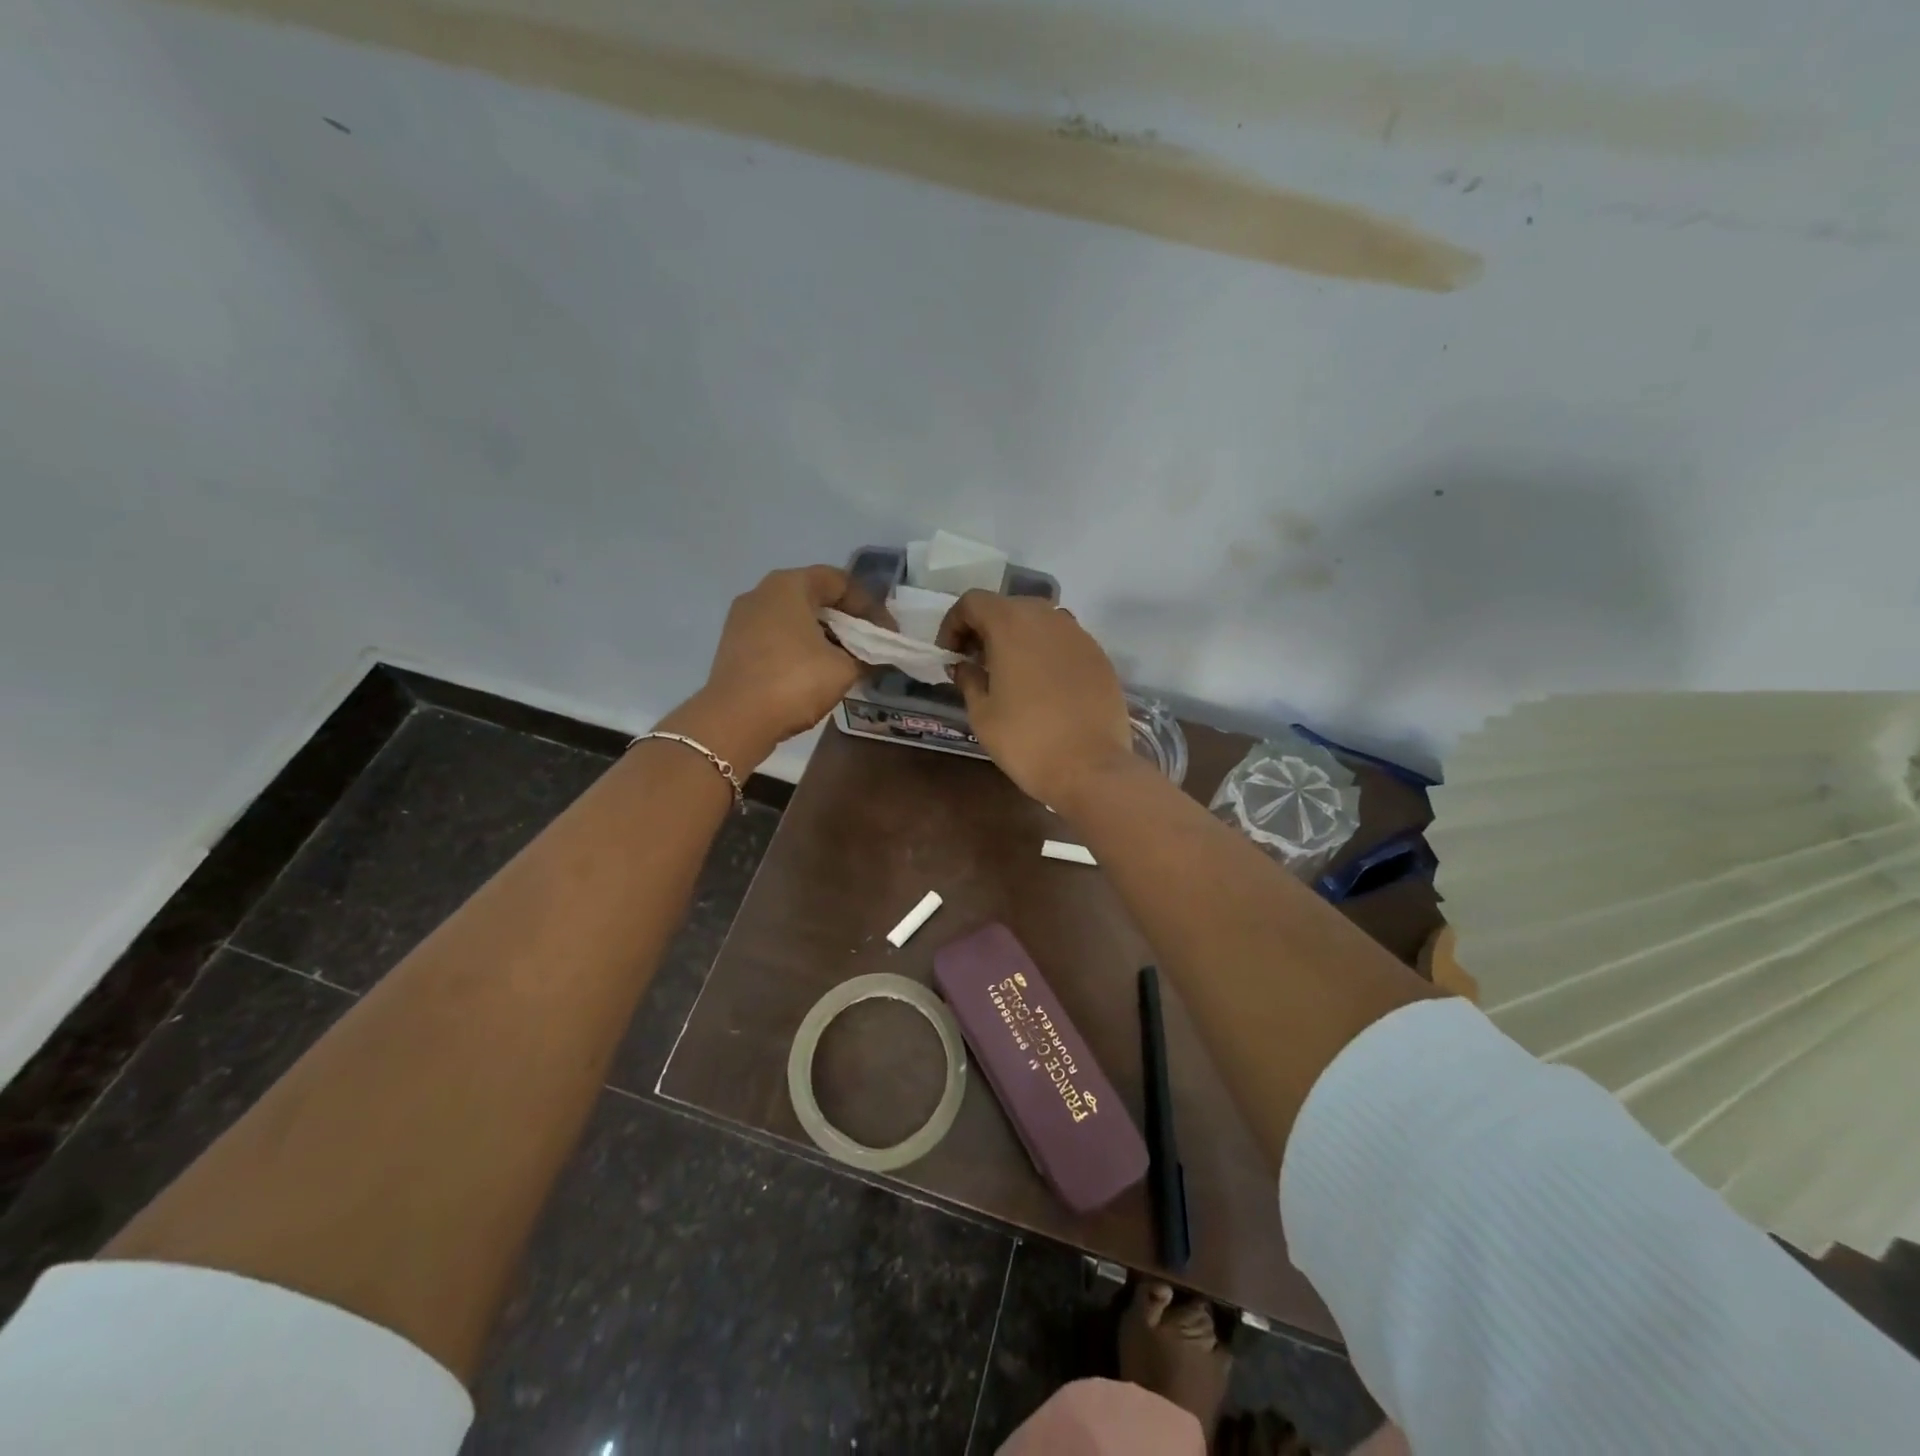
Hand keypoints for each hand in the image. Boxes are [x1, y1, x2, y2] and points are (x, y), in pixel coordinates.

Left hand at [664, 566, 871, 771]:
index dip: (869, 605)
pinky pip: (777, 637)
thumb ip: (865, 655)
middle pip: (815, 597)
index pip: (839, 581)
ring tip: (847, 661)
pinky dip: (801, 647)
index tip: (888, 632)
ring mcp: (743, 619)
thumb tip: (875, 656)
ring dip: (824, 635)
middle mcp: (762, 592)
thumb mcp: (844, 669)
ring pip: (795, 618)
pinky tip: (816, 672)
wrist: (734, 720)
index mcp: (789, 585)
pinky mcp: (735, 645)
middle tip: (870, 644)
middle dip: (847, 620)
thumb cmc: (794, 682)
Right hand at [936, 592, 1136, 807]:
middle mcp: (1048, 618)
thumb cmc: (1026, 740)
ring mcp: (1079, 635)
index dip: (954, 624)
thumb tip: (965, 665)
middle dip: (985, 629)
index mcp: (1012, 624)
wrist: (1090, 767)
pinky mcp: (1099, 656)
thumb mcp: (982, 713)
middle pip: (1008, 606)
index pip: (973, 601)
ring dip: (1018, 638)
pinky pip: (1064, 642)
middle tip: (975, 663)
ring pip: (1039, 622)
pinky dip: (1045, 652)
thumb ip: (968, 678)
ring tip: (1009, 674)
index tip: (950, 655)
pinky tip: (1043, 686)